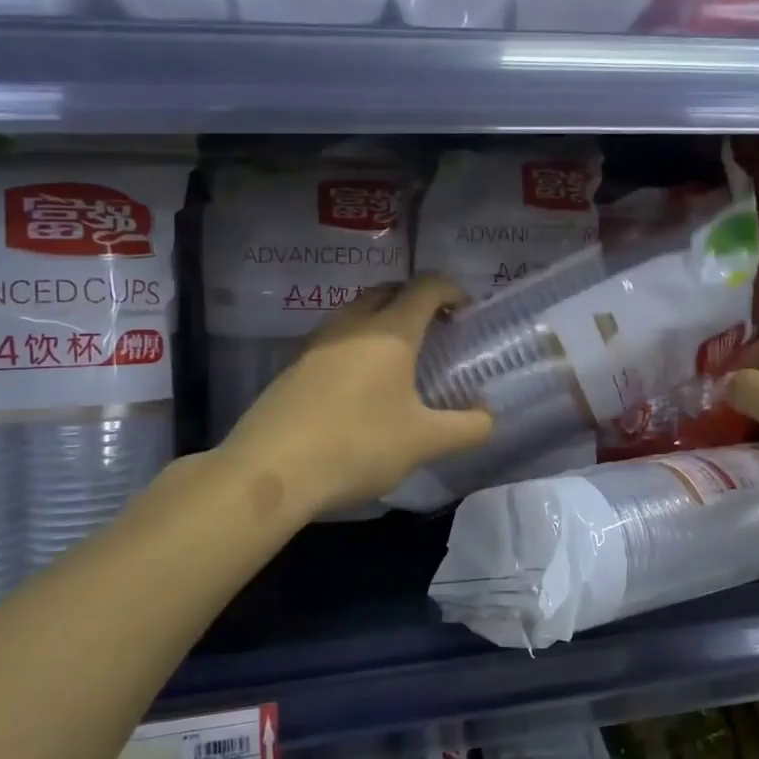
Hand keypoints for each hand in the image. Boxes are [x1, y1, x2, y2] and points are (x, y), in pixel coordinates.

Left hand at [221, 276, 493, 514]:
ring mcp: (316, 345)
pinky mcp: (292, 369)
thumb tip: (488, 416)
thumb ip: (468, 427)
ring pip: (355, 314)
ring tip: (398, 359)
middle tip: (435, 330)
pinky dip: (355, 347)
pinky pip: (334, 342)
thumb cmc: (358, 445)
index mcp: (389, 331)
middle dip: (415, 301)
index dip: (451, 290)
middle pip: (387, 292)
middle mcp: (351, 325)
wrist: (270, 471)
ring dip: (381, 322)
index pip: (425, 288)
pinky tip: (359, 388)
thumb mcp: (425, 442)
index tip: (466, 310)